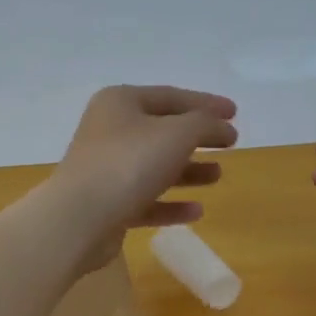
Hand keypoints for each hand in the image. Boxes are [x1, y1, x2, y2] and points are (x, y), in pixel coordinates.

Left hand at [49, 86, 237, 266]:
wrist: (79, 219)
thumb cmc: (129, 164)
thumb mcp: (178, 134)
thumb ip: (206, 124)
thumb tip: (223, 126)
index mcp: (120, 103)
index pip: (170, 96)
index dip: (205, 103)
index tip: (235, 113)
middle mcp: (109, 131)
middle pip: (162, 131)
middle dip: (197, 138)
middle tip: (230, 144)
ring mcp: (105, 170)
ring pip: (154, 167)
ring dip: (188, 171)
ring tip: (218, 176)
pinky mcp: (106, 206)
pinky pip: (145, 200)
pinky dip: (170, 204)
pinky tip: (196, 211)